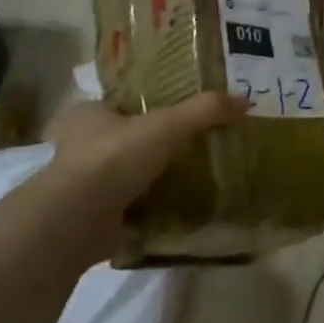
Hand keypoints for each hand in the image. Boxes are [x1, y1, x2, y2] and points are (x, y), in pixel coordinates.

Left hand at [34, 93, 246, 257]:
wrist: (78, 221)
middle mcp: (77, 147)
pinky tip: (176, 211)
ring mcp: (82, 187)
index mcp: (86, 115)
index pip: (118, 104)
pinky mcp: (91, 219)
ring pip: (124, 176)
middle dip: (149, 147)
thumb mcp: (167, 125)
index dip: (144, 107)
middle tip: (188, 148)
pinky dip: (148, 211)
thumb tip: (245, 101)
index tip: (175, 114)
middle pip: (122, 140)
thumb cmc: (114, 158)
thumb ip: (205, 111)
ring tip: (189, 179)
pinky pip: (127, 210)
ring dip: (149, 180)